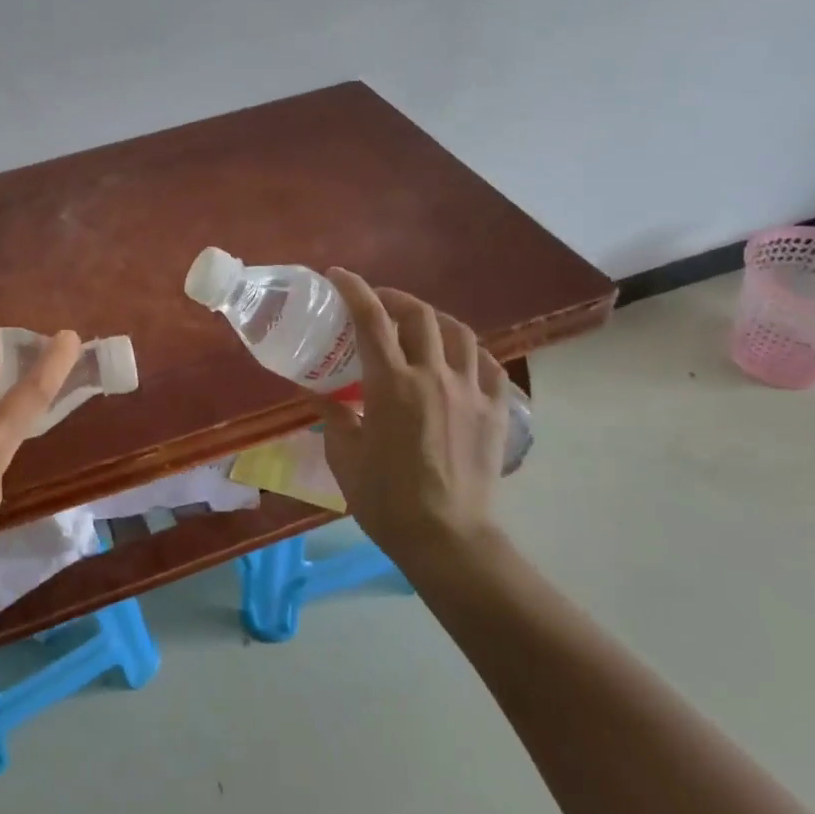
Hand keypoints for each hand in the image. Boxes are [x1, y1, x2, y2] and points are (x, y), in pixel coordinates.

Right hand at [313, 269, 510, 570]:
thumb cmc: (386, 499)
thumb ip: (333, 414)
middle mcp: (434, 376)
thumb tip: (318, 392)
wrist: (447, 537)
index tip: (339, 275)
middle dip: (394, 298)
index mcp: (392, 384)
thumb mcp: (344, 456)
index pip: (371, 319)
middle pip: (419, 315)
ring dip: (435, 320)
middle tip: (377, 303)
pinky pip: (489, 366)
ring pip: (460, 333)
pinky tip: (460, 361)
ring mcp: (471, 391)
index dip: (353, 289)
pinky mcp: (496, 411)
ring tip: (419, 326)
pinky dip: (471, 353)